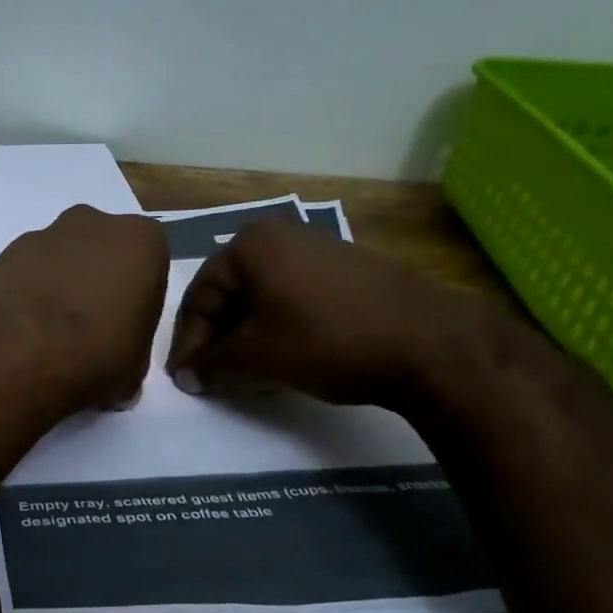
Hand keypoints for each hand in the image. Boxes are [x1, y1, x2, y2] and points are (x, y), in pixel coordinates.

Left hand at [0, 205, 168, 412]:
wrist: (13, 356)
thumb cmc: (94, 356)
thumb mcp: (135, 369)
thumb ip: (131, 351)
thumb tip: (117, 367)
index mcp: (139, 241)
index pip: (148, 265)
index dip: (136, 300)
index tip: (124, 330)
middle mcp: (89, 224)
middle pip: (97, 253)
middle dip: (92, 283)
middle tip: (86, 331)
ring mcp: (36, 236)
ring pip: (54, 261)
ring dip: (53, 290)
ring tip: (45, 339)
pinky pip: (17, 279)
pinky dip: (19, 300)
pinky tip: (15, 337)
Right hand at [164, 219, 492, 409]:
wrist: (429, 343)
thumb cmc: (327, 341)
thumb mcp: (256, 355)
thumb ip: (211, 363)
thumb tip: (186, 375)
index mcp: (250, 244)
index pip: (199, 297)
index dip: (187, 343)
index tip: (184, 378)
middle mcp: (280, 234)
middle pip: (229, 292)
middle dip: (216, 337)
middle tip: (210, 375)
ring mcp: (317, 247)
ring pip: (261, 296)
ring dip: (245, 333)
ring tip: (243, 371)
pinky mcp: (345, 266)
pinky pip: (292, 295)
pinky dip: (277, 325)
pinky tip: (282, 354)